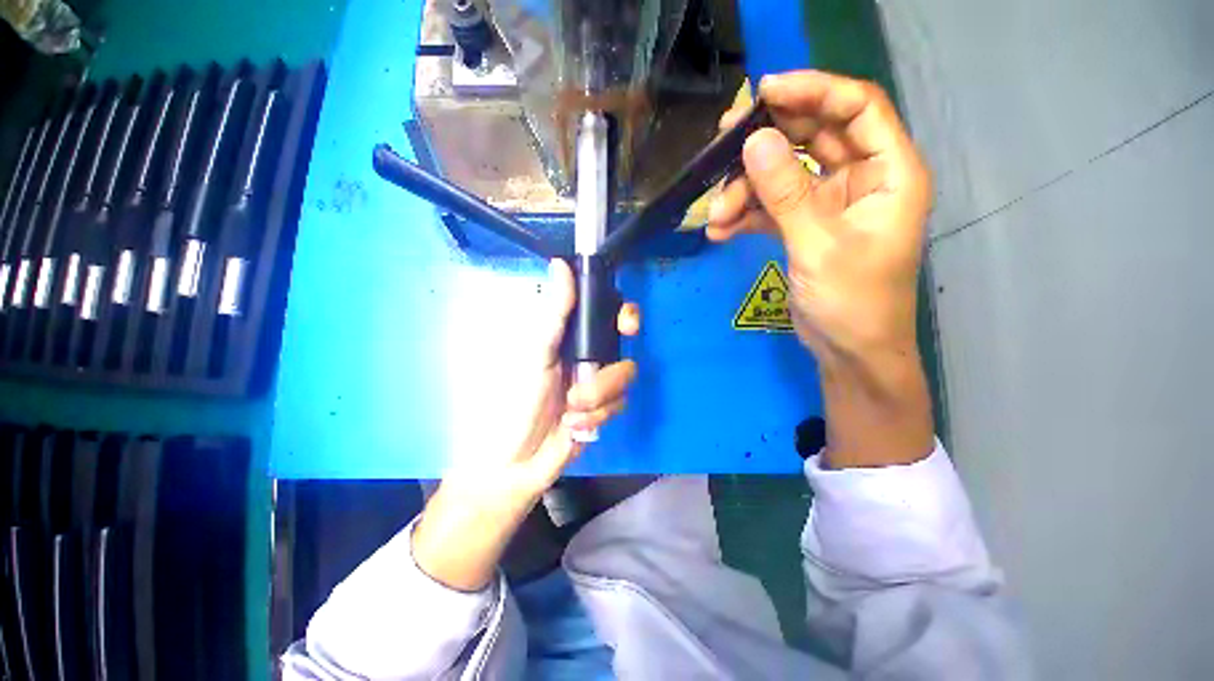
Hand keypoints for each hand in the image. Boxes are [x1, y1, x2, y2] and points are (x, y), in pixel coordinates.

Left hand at [413, 259, 639, 589]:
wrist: (514, 462)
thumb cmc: (514, 403)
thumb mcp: (534, 354)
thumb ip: (554, 313)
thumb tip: (561, 264)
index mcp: (569, 339)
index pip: (606, 315)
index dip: (624, 315)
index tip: (627, 325)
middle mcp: (587, 357)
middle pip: (623, 349)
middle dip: (610, 370)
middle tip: (594, 377)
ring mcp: (597, 384)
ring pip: (623, 379)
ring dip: (598, 397)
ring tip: (571, 412)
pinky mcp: (603, 410)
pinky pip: (619, 404)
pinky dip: (597, 416)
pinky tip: (574, 427)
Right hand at [708, 71, 933, 466]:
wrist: (848, 351)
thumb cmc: (853, 302)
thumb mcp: (819, 245)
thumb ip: (787, 193)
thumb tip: (754, 141)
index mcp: (888, 172)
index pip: (856, 107)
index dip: (813, 90)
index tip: (763, 92)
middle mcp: (861, 178)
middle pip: (813, 136)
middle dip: (766, 140)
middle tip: (722, 144)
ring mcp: (828, 203)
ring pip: (783, 174)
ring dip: (745, 190)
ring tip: (715, 214)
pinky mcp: (802, 226)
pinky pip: (770, 207)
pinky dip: (744, 215)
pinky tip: (719, 231)